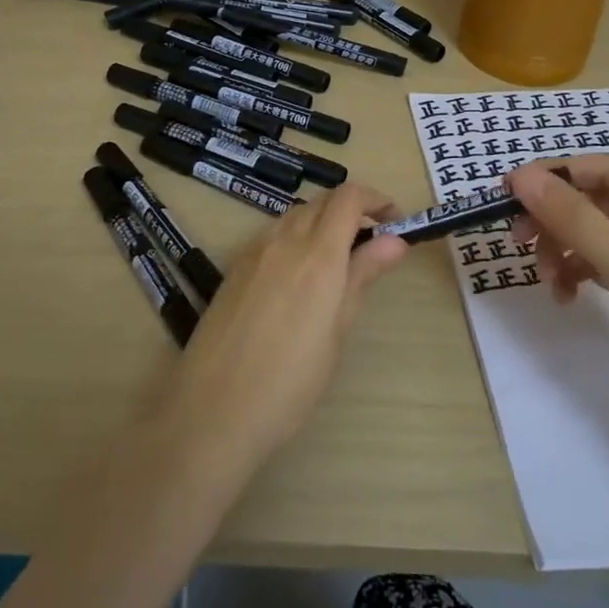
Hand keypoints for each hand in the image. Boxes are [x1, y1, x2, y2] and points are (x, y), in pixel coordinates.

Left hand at [162, 184, 409, 472]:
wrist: (214, 409)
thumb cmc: (290, 381)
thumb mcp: (337, 330)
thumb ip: (362, 276)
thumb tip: (394, 240)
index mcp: (318, 254)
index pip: (349, 198)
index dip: (375, 199)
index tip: (394, 221)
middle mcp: (284, 240)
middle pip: (322, 201)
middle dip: (352, 210)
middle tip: (373, 243)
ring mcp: (254, 251)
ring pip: (295, 215)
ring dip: (322, 222)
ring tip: (339, 261)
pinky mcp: (235, 267)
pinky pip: (272, 235)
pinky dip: (296, 237)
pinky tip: (299, 276)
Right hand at [506, 157, 608, 451]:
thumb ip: (574, 218)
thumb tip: (522, 177)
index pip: (601, 170)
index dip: (553, 174)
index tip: (508, 192)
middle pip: (594, 202)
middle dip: (555, 218)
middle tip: (518, 240)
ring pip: (594, 235)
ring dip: (562, 249)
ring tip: (548, 281)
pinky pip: (602, 265)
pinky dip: (578, 273)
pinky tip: (566, 297)